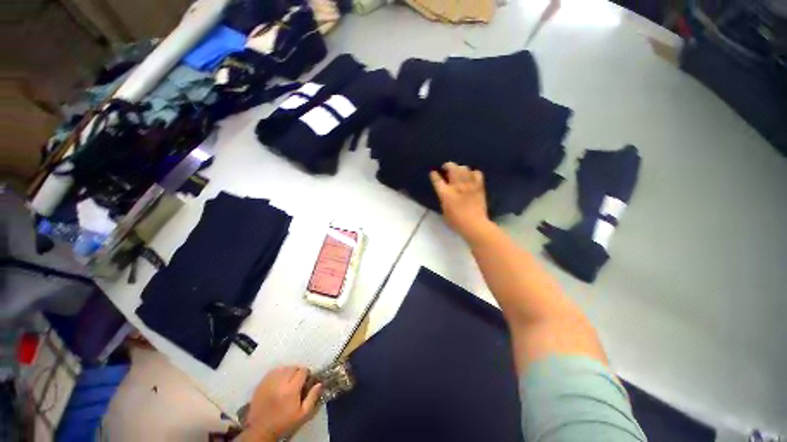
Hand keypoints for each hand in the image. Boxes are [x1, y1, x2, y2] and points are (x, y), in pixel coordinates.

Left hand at [243, 366, 321, 441]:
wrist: (260, 430)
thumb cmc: (284, 423)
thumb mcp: (302, 414)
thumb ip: (312, 397)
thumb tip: (319, 383)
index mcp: (291, 389)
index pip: (302, 371)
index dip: (306, 374)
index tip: (306, 380)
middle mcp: (280, 382)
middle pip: (293, 367)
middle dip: (297, 372)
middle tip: (297, 382)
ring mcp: (269, 382)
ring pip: (283, 368)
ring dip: (287, 372)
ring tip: (288, 381)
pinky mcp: (261, 384)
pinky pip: (273, 372)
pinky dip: (278, 374)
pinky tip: (278, 382)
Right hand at [429, 162, 491, 242]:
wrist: (475, 225)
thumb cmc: (456, 223)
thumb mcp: (444, 212)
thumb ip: (444, 201)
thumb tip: (444, 195)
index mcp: (445, 194)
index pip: (437, 180)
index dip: (434, 175)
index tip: (433, 173)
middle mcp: (457, 186)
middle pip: (452, 168)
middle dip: (447, 165)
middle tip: (446, 167)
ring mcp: (469, 185)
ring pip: (464, 168)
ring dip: (459, 168)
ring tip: (458, 170)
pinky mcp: (479, 187)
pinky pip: (477, 174)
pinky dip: (473, 173)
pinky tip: (471, 175)